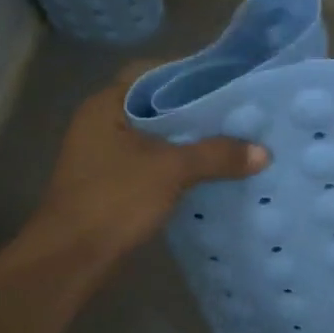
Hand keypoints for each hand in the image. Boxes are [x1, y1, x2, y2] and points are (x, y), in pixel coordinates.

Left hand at [32, 64, 268, 258]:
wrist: (69, 260)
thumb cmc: (114, 200)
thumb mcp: (171, 170)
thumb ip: (217, 155)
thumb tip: (263, 153)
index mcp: (107, 104)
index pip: (152, 72)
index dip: (189, 72)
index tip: (225, 79)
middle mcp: (101, 121)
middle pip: (156, 103)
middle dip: (195, 107)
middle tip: (236, 109)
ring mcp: (103, 153)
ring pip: (155, 134)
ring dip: (188, 137)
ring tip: (231, 137)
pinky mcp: (110, 181)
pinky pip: (151, 159)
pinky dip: (177, 160)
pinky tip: (208, 169)